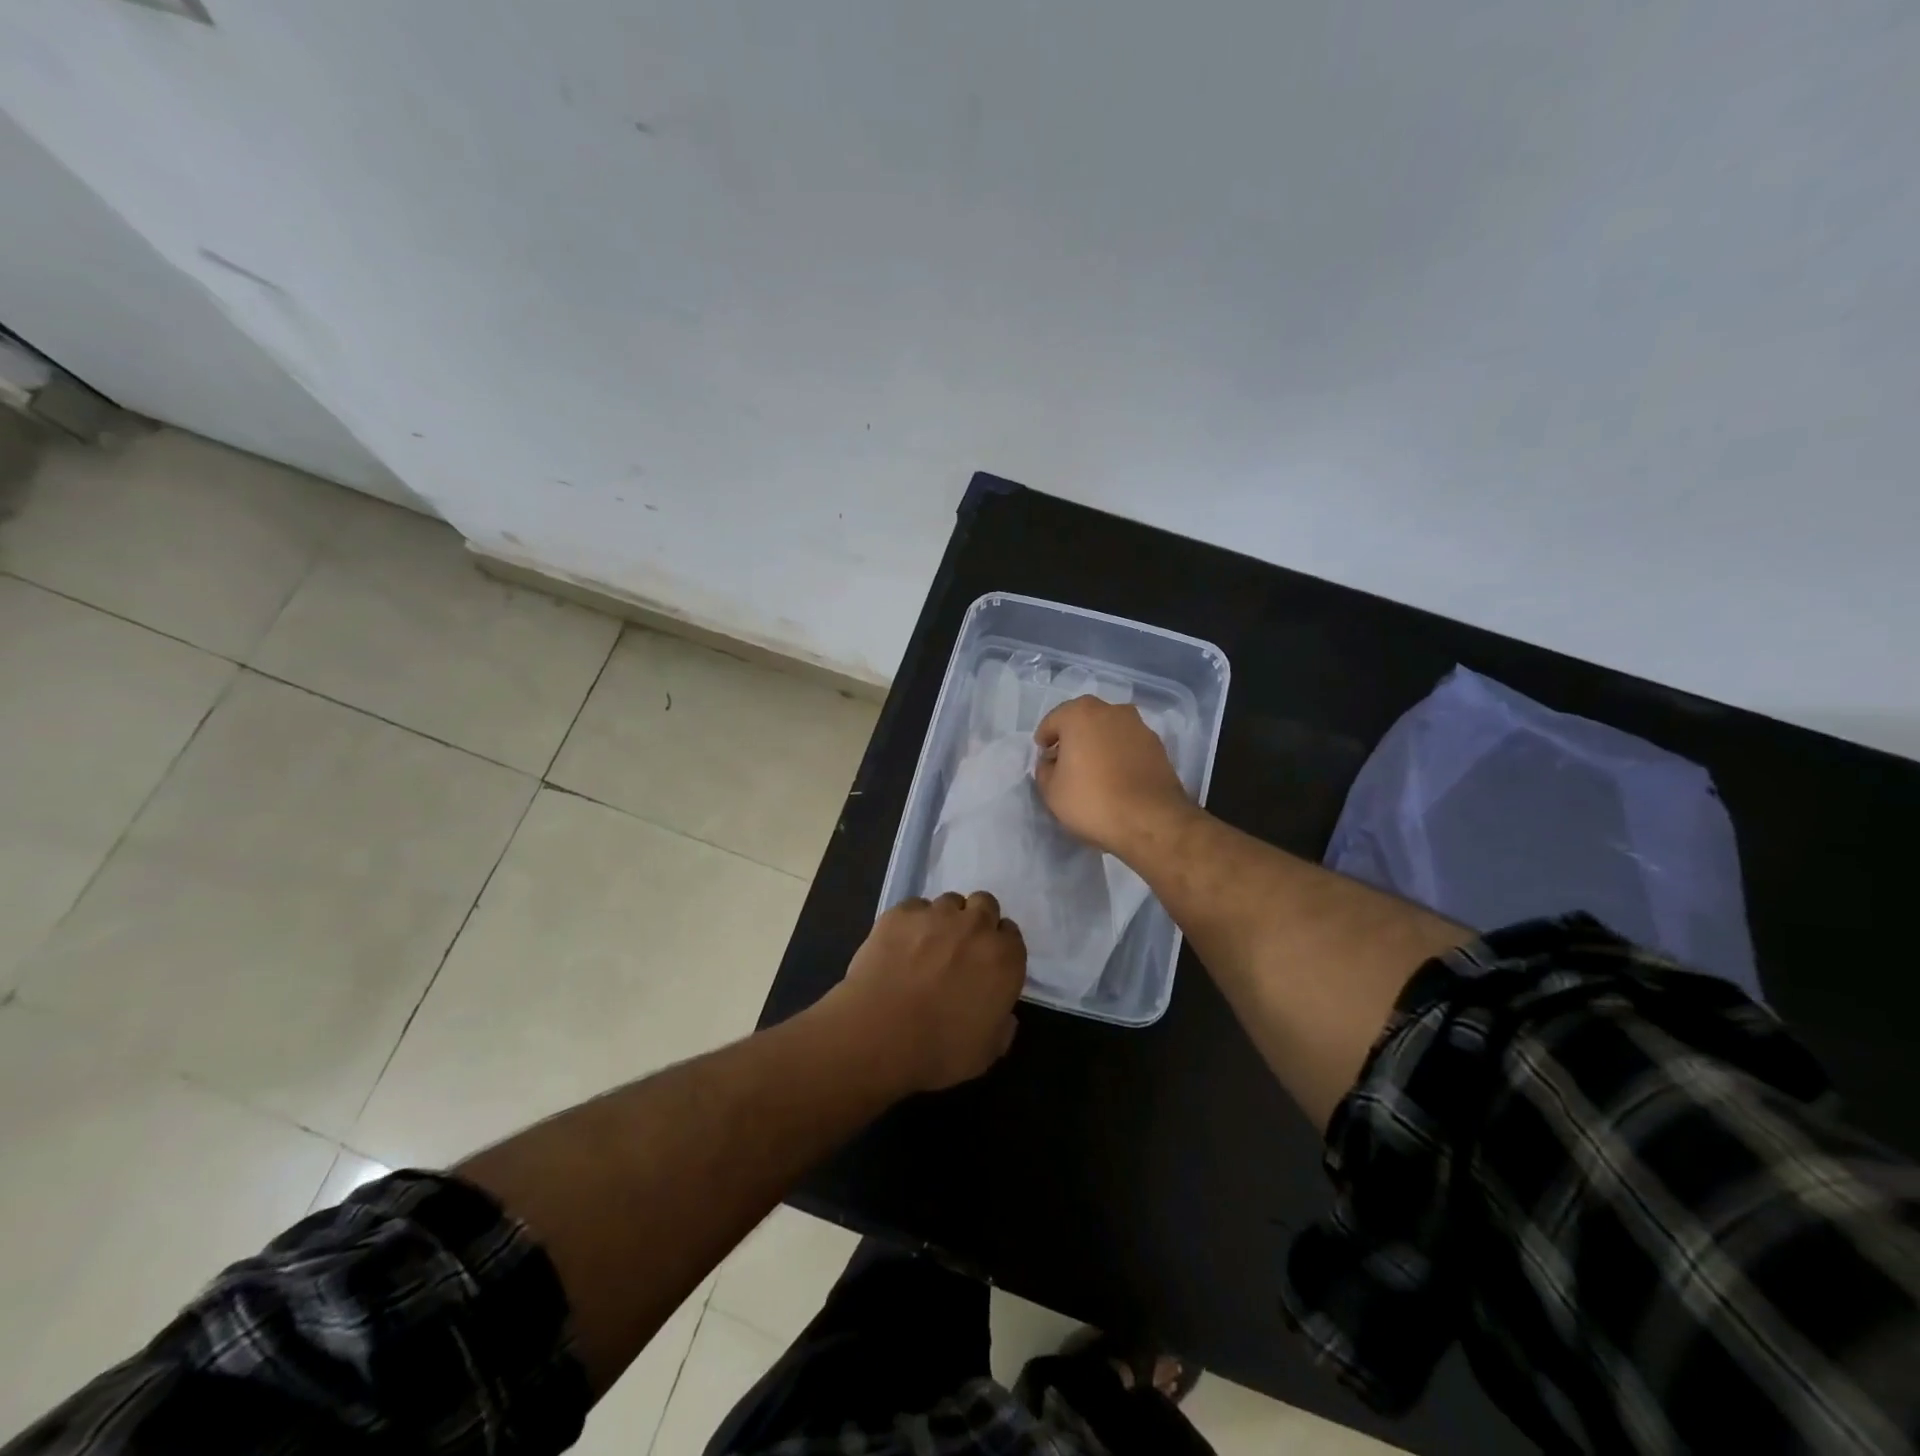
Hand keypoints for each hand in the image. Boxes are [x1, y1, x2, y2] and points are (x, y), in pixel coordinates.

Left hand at [832, 892, 1026, 1092]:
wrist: (880, 1034)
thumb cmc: (940, 1050)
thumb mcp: (986, 1052)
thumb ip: (1002, 1027)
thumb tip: (1003, 1015)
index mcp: (1004, 958)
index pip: (1011, 934)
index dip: (999, 947)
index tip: (986, 964)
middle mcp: (976, 926)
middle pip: (984, 904)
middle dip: (976, 921)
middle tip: (960, 948)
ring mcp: (937, 914)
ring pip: (949, 902)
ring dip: (944, 919)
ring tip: (926, 946)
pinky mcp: (901, 913)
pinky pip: (913, 907)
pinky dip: (910, 922)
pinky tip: (898, 945)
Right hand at [1034, 696, 1192, 856]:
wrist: (1151, 821)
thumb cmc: (1092, 800)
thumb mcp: (1050, 791)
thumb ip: (1044, 769)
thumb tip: (1053, 761)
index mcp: (1080, 714)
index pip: (1053, 721)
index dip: (1045, 740)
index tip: (1045, 759)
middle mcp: (1112, 710)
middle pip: (1083, 720)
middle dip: (1073, 738)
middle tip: (1067, 763)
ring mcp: (1139, 726)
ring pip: (1109, 730)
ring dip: (1098, 744)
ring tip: (1094, 771)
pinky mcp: (1158, 745)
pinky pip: (1128, 744)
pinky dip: (1119, 754)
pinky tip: (1116, 777)